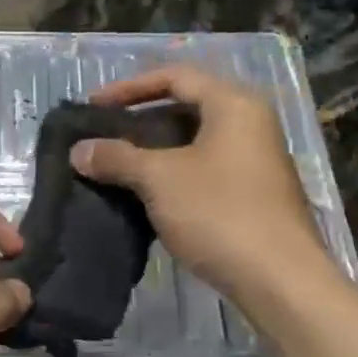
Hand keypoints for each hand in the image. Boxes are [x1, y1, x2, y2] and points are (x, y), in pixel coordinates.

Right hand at [71, 65, 325, 299]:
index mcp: (233, 104)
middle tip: (103, 138)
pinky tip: (145, 197)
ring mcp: (255, 161)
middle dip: (140, 122)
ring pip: (194, 143)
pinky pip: (204, 170)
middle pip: (186, 108)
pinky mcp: (253, 195)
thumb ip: (116, 157)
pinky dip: (173, 176)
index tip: (94, 107)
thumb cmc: (219, 213)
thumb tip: (78, 150)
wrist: (279, 280)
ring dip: (154, 153)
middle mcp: (250, 124)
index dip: (129, 88)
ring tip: (116, 168)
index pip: (175, 77)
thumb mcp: (159, 179)